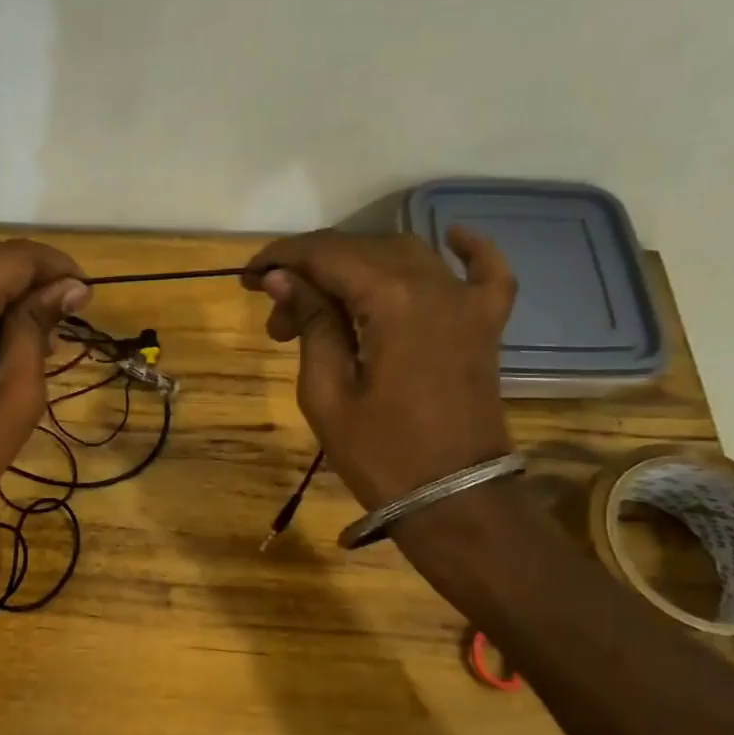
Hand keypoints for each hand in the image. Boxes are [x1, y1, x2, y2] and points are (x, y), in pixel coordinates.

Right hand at [241, 227, 516, 511]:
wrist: (454, 499)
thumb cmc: (381, 454)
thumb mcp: (327, 393)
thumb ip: (311, 324)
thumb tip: (282, 278)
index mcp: (392, 300)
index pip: (327, 255)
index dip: (282, 259)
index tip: (247, 278)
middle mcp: (434, 285)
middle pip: (362, 251)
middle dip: (311, 271)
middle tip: (277, 317)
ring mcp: (467, 302)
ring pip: (406, 255)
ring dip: (358, 267)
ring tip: (324, 304)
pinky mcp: (486, 324)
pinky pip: (485, 272)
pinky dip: (469, 249)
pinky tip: (453, 235)